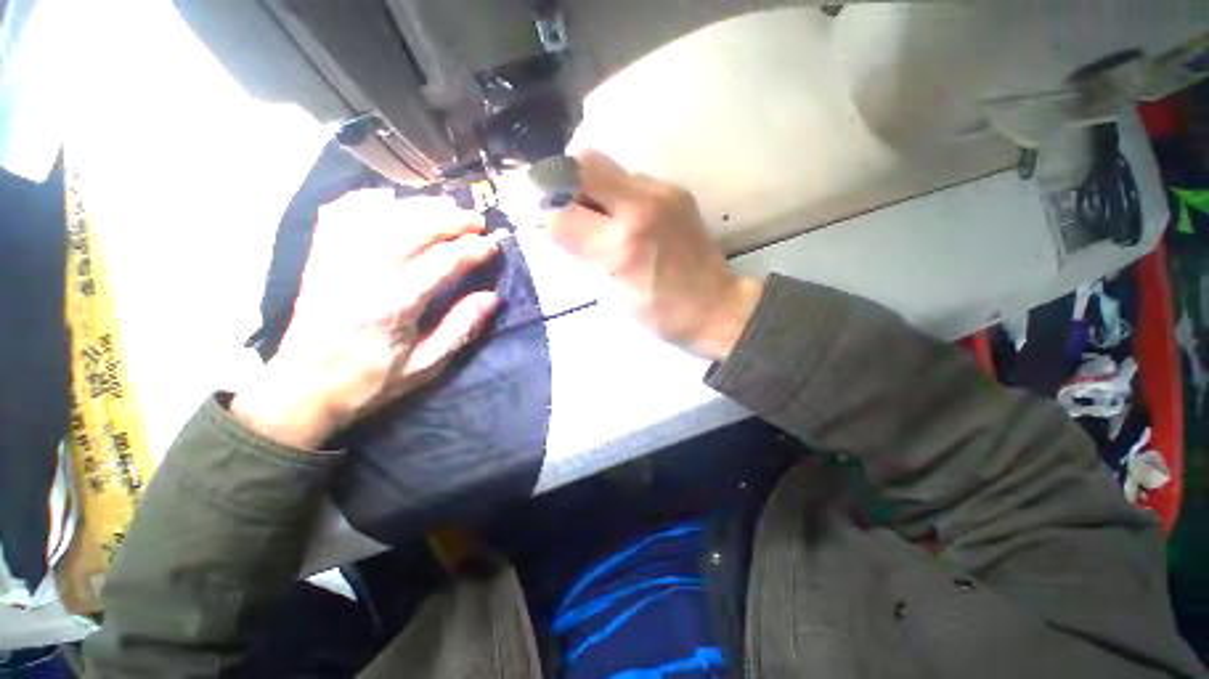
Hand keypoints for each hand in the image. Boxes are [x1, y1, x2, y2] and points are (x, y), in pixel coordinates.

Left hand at [232, 190, 499, 448]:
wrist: (301, 391)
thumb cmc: (369, 381)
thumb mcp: (425, 365)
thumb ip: (461, 328)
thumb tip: (492, 297)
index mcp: (392, 305)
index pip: (441, 262)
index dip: (472, 249)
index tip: (492, 245)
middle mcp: (362, 274)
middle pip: (411, 228)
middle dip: (450, 219)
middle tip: (476, 220)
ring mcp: (335, 261)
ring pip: (380, 215)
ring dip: (418, 206)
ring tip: (446, 207)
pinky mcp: (319, 259)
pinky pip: (341, 215)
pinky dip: (367, 200)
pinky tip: (390, 200)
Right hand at [547, 150, 760, 359]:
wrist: (718, 307)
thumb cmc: (664, 315)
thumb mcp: (614, 298)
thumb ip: (586, 259)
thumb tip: (562, 231)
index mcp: (622, 245)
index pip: (560, 216)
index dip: (541, 218)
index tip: (535, 221)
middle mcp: (641, 206)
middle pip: (581, 165)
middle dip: (558, 181)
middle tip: (556, 205)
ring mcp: (662, 192)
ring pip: (605, 164)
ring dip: (586, 184)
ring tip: (590, 213)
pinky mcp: (675, 190)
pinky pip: (630, 177)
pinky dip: (613, 190)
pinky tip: (619, 215)